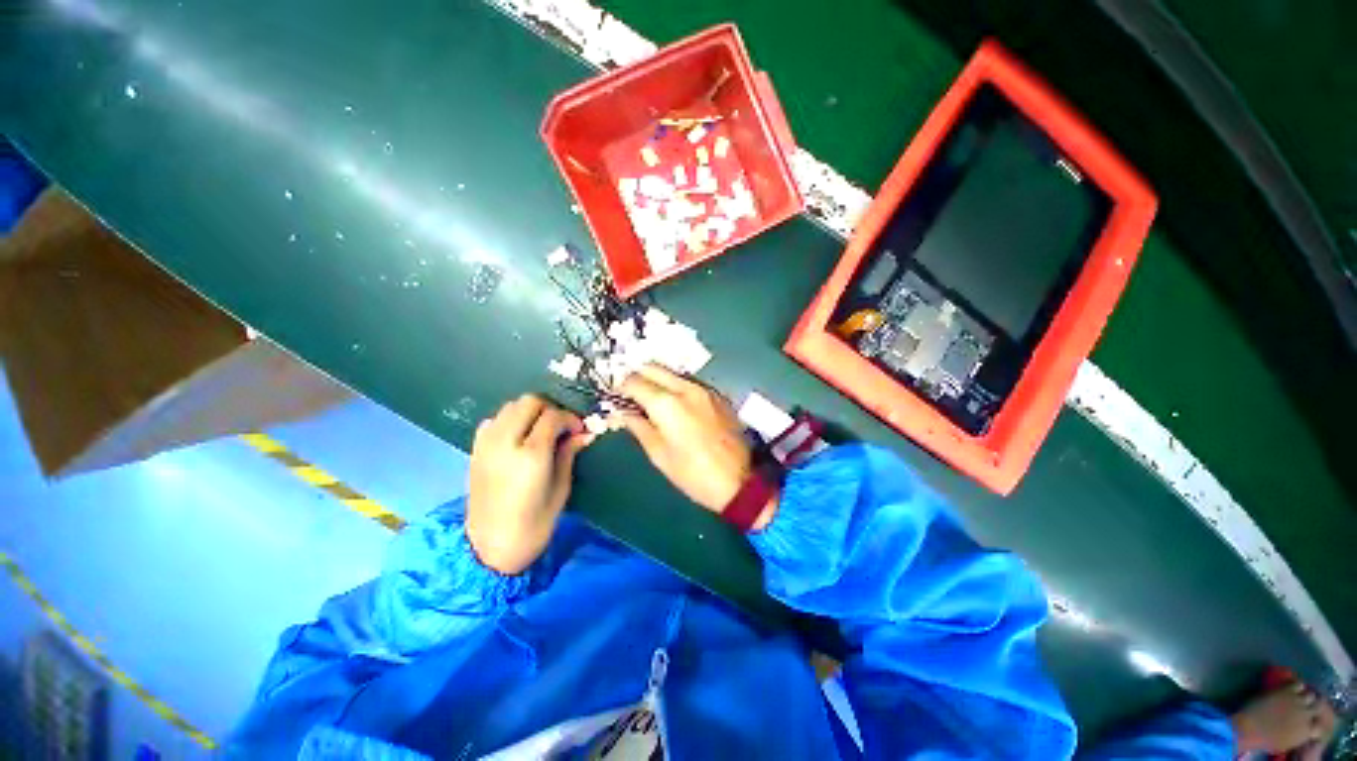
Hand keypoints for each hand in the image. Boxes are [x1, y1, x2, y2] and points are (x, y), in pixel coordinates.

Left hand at [466, 395, 591, 573]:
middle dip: (550, 409)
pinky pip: (494, 419)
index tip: (579, 429)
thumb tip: (585, 432)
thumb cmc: (534, 524)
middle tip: (561, 427)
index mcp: (531, 455)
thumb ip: (569, 454)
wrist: (490, 547)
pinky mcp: (475, 449)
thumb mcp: (561, 488)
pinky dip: (510, 420)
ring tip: (541, 430)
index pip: (553, 416)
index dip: (570, 419)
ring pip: (511, 405)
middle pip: (530, 402)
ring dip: (530, 411)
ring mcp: (486, 444)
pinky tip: (519, 437)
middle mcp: (505, 442)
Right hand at [617, 365, 775, 527]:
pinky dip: (675, 386)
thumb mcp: (659, 454)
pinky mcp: (717, 395)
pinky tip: (673, 404)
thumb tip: (622, 413)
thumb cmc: (693, 473)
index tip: (615, 396)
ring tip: (650, 399)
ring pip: (672, 372)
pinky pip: (689, 382)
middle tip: (630, 394)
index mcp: (666, 403)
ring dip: (657, 379)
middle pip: (653, 367)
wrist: (739, 481)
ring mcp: (704, 389)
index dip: (620, 387)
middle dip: (637, 376)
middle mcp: (685, 388)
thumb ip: (638, 427)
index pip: (634, 381)